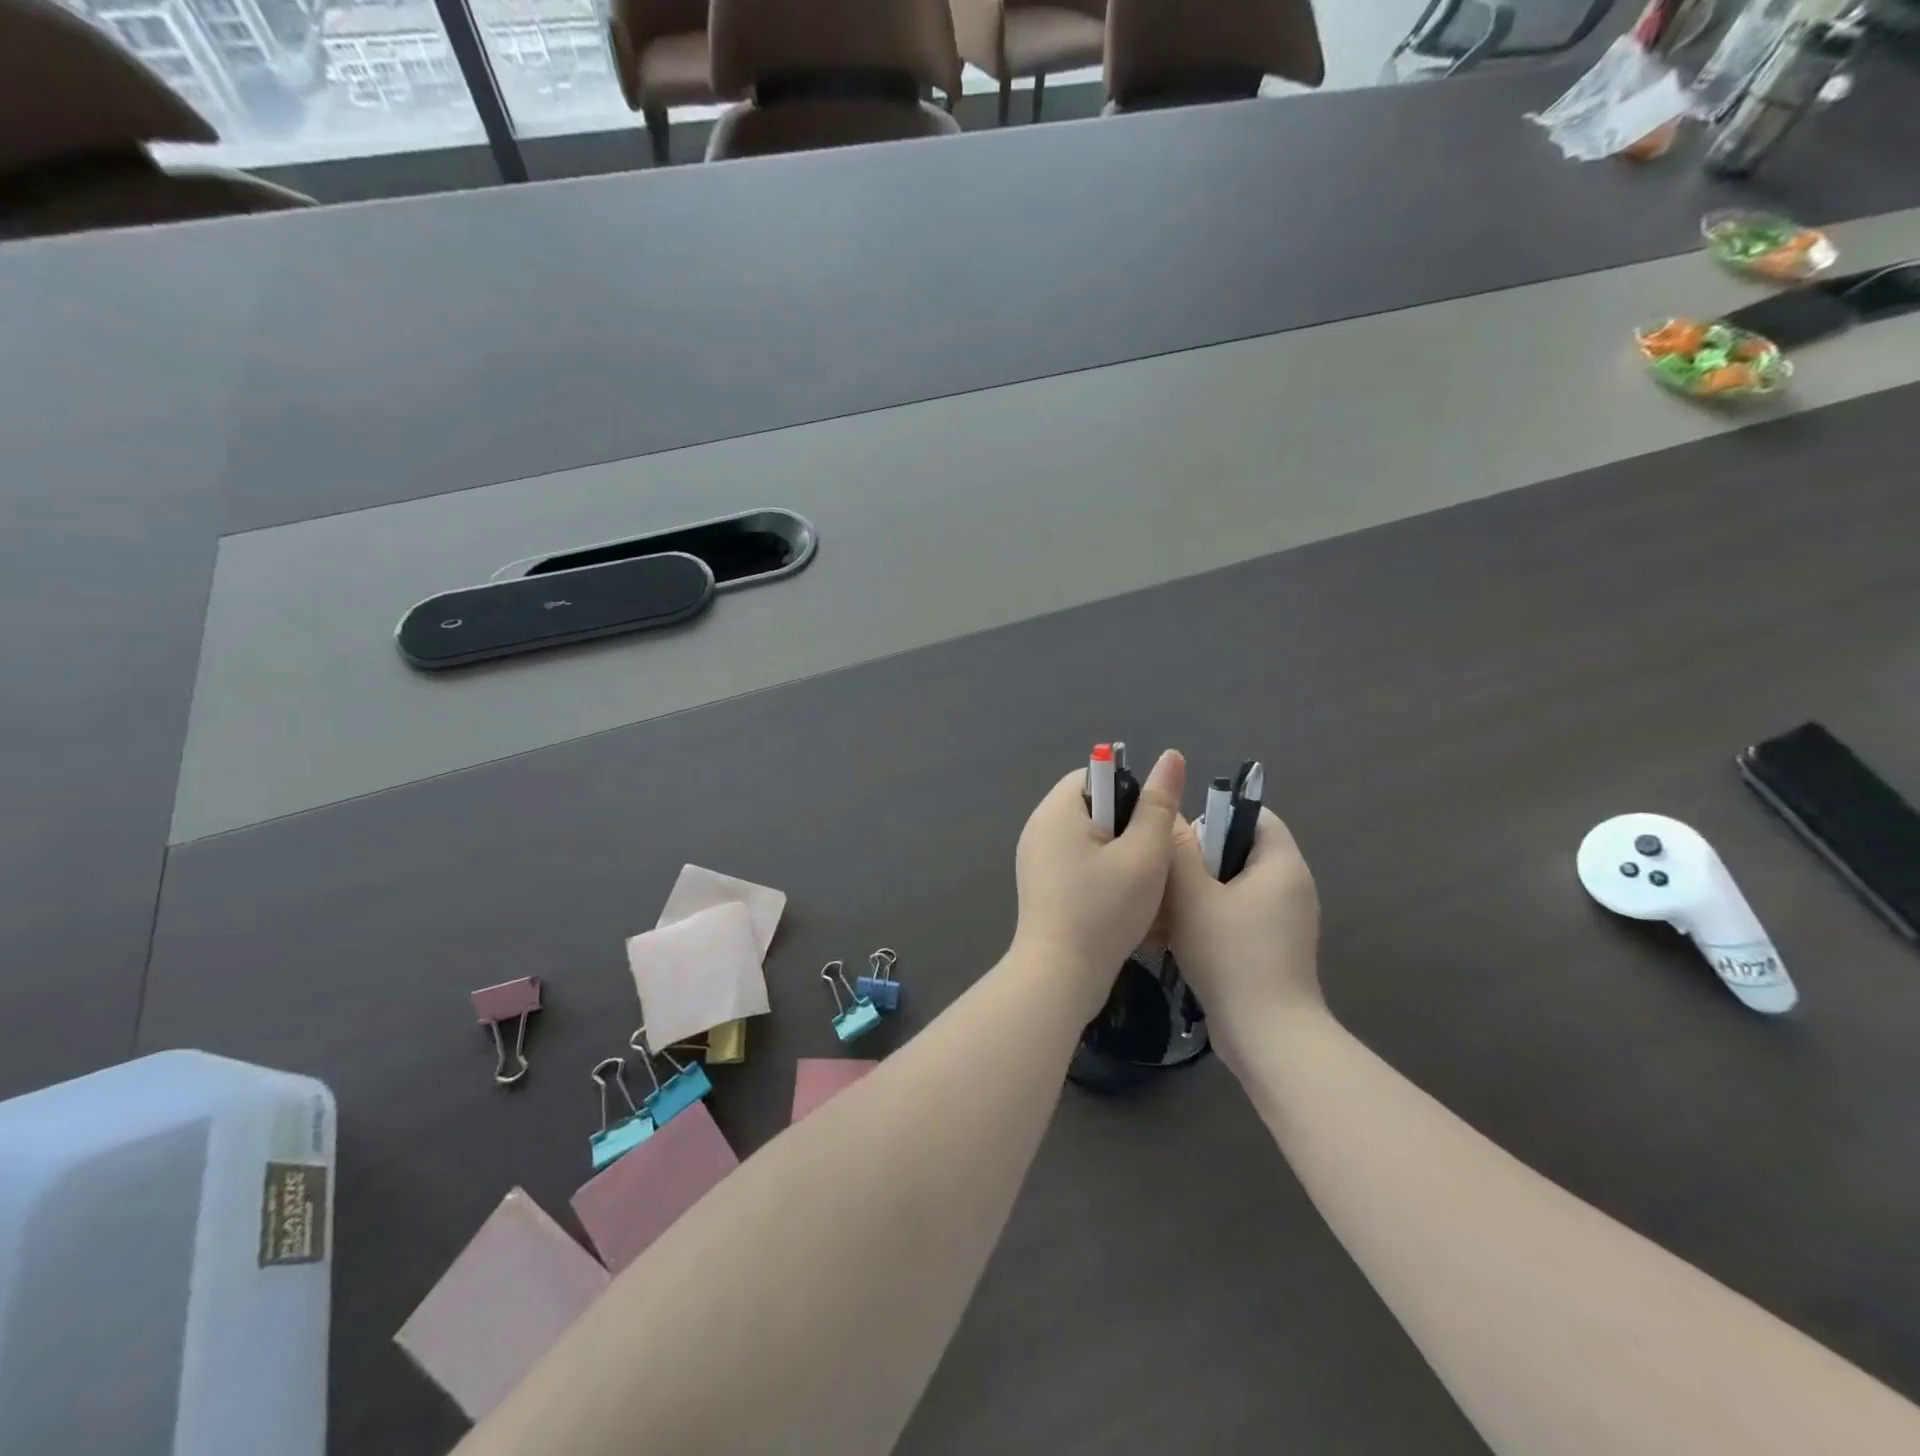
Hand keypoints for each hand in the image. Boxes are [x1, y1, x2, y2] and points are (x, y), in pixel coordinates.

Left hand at [1013, 750, 1185, 1012]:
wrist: (1060, 976)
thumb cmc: (1104, 910)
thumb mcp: (1143, 854)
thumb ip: (1158, 804)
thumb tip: (1171, 756)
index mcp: (1057, 810)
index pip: (1096, 775)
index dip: (1131, 793)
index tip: (1152, 827)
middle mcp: (1039, 827)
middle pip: (1094, 807)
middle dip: (1128, 828)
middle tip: (1152, 859)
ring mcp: (1035, 858)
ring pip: (1089, 839)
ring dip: (1119, 855)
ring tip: (1141, 885)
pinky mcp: (1040, 885)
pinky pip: (1077, 864)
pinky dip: (1101, 875)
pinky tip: (1121, 903)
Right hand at [1166, 805, 1321, 1059]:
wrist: (1266, 1036)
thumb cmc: (1230, 954)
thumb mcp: (1192, 895)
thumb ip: (1177, 850)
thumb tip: (1168, 815)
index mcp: (1282, 864)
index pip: (1254, 814)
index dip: (1214, 814)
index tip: (1178, 837)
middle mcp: (1291, 886)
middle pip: (1238, 850)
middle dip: (1197, 859)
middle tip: (1162, 875)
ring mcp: (1284, 920)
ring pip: (1232, 886)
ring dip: (1197, 893)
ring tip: (1161, 909)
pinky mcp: (1273, 947)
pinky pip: (1237, 915)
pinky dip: (1208, 918)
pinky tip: (1176, 937)